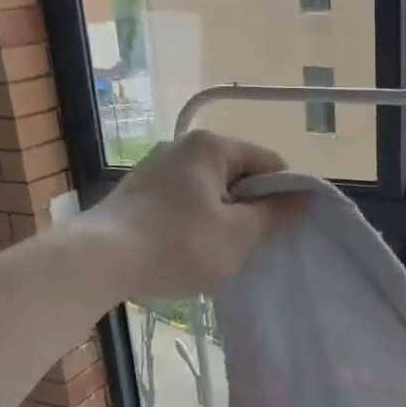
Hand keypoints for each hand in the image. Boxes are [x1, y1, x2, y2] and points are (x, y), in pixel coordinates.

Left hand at [85, 131, 304, 300]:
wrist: (100, 261)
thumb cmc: (179, 244)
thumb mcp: (238, 234)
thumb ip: (275, 214)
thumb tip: (305, 197)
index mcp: (212, 147)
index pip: (269, 163)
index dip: (285, 195)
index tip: (284, 229)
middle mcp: (182, 146)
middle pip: (238, 175)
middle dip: (251, 208)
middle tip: (252, 245)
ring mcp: (156, 168)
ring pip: (210, 191)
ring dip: (223, 219)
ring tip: (220, 253)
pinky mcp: (137, 192)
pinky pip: (183, 202)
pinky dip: (195, 223)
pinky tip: (189, 251)